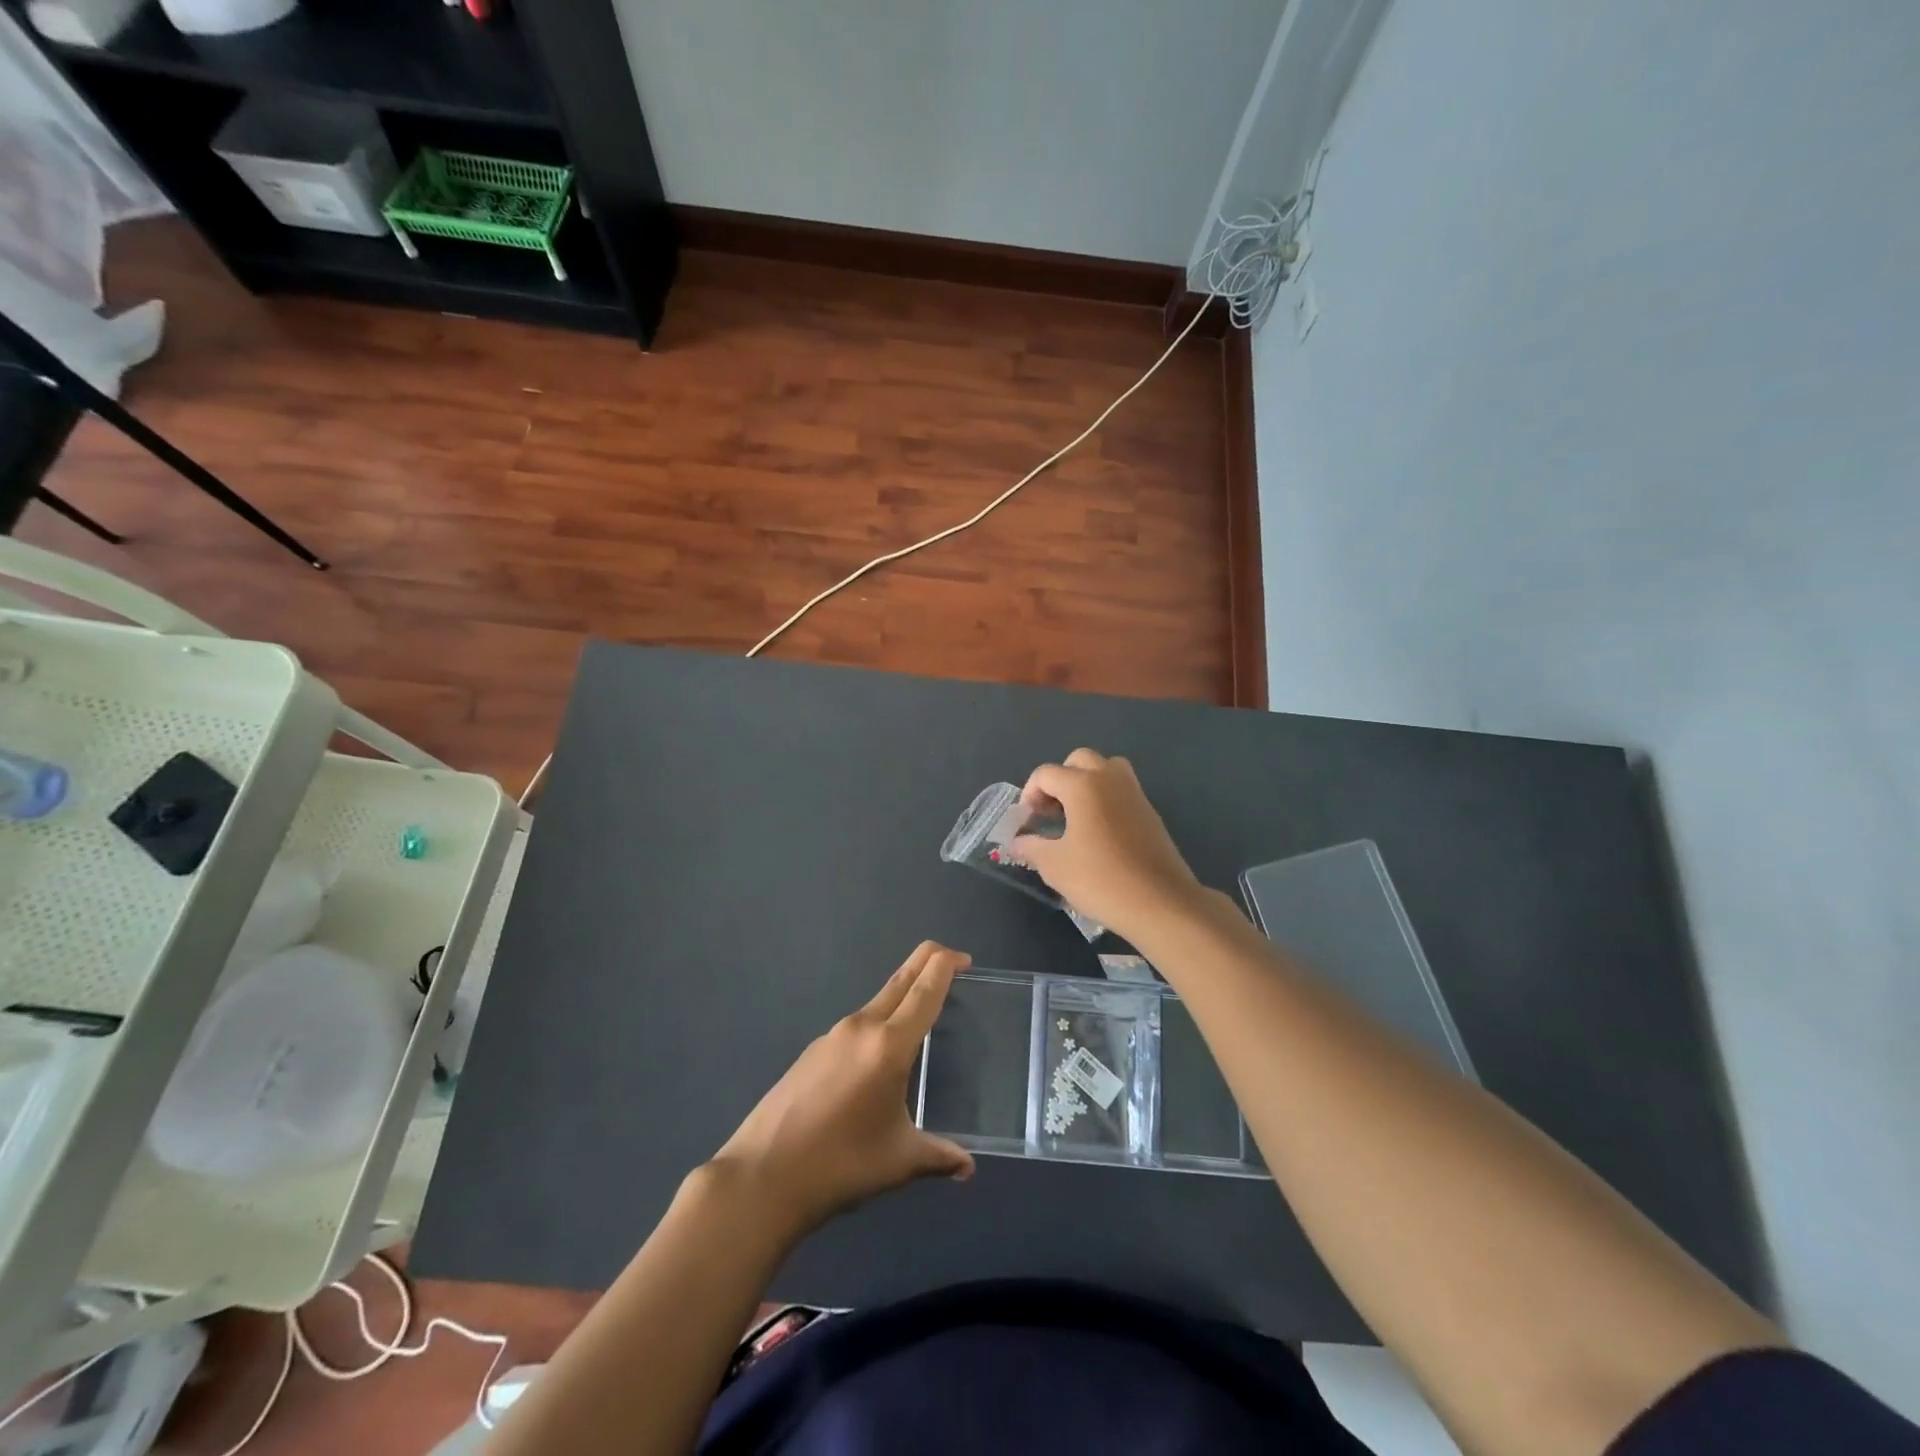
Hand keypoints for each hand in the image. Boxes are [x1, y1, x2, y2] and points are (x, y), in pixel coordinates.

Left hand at [710, 942, 974, 1236]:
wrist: (762, 1177)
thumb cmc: (840, 1164)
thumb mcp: (899, 1161)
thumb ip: (938, 1156)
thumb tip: (967, 1167)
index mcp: (888, 1044)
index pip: (924, 988)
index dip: (946, 965)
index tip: (964, 959)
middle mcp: (861, 1027)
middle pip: (901, 980)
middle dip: (927, 963)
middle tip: (953, 964)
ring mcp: (832, 1036)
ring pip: (877, 1002)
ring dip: (903, 997)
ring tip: (922, 1019)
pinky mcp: (812, 1052)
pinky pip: (857, 1026)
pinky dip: (879, 1024)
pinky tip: (879, 1059)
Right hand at [1011, 748, 1204, 942]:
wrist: (1161, 903)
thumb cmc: (1101, 880)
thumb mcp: (1055, 866)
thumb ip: (1031, 847)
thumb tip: (1017, 841)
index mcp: (1083, 785)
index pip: (1046, 774)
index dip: (1029, 793)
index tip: (1028, 822)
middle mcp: (1110, 778)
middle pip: (1079, 760)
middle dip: (1059, 780)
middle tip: (1051, 811)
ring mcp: (1134, 793)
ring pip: (1106, 769)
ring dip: (1087, 783)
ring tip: (1076, 816)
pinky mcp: (1150, 811)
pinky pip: (1122, 790)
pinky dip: (1106, 798)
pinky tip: (1099, 833)